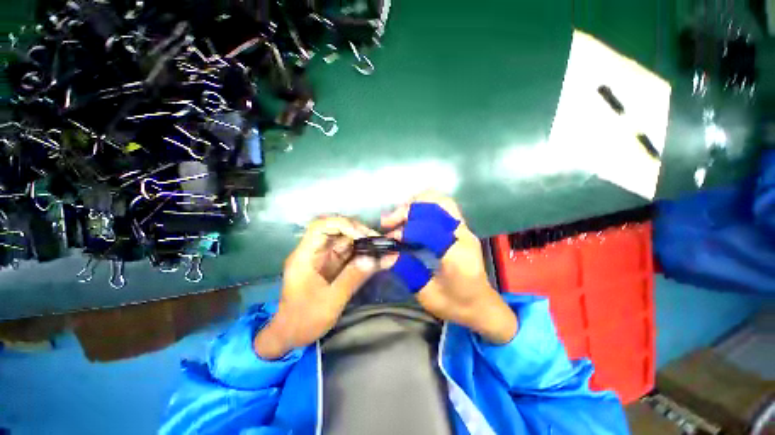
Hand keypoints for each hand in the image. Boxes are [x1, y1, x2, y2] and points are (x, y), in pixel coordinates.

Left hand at [254, 217, 382, 359]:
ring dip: (369, 244)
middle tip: (382, 242)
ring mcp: (327, 259)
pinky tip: (386, 258)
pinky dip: (369, 256)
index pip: (321, 226)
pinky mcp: (336, 267)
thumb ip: (352, 278)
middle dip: (362, 233)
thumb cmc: (304, 320)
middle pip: (340, 232)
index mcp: (306, 256)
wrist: (292, 336)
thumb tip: (374, 259)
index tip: (363, 236)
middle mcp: (317, 252)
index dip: (343, 225)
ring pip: (350, 242)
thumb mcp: (330, 301)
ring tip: (389, 246)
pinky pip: (354, 256)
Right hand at [382, 191, 517, 343]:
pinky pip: (443, 207)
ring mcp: (465, 230)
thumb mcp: (427, 295)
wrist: (482, 306)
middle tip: (390, 221)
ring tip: (399, 214)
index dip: (407, 230)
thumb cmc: (456, 305)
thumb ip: (407, 271)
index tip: (390, 238)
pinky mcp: (462, 229)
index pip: (430, 229)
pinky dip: (425, 206)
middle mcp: (464, 236)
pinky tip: (412, 216)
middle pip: (437, 206)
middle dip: (410, 209)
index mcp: (457, 255)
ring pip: (442, 201)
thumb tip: (386, 255)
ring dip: (417, 203)